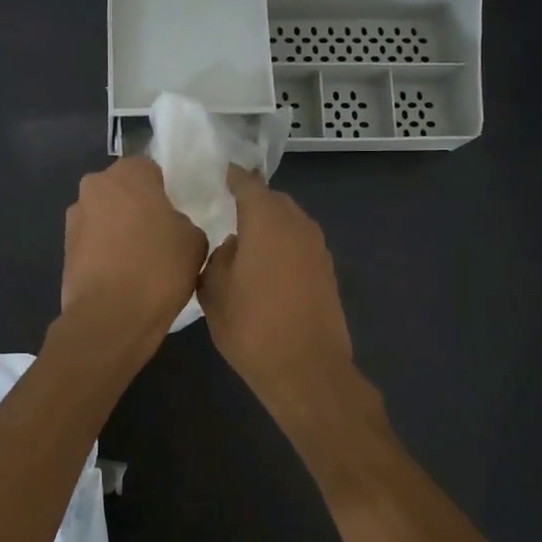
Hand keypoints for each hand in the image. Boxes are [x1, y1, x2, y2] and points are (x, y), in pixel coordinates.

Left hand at [61, 156, 206, 348]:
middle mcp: (95, 185)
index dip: (163, 190)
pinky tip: (121, 274)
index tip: (173, 213)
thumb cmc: (158, 268)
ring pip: (104, 214)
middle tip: (158, 234)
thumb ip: (183, 222)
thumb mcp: (195, 241)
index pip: (150, 168)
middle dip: (136, 205)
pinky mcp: (64, 247)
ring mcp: (75, 217)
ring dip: (117, 228)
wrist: (111, 317)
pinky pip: (92, 240)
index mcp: (129, 173)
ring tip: (138, 259)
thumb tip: (171, 226)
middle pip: (122, 189)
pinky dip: (104, 251)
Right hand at [198, 168, 354, 408]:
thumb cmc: (252, 329)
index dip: (233, 176)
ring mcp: (317, 248)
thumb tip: (233, 246)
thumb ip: (219, 259)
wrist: (307, 370)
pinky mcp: (327, 270)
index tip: (219, 172)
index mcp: (267, 222)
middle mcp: (297, 225)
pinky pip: (300, 243)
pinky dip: (284, 244)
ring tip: (246, 241)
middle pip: (273, 200)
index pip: (248, 184)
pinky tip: (267, 266)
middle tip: (228, 209)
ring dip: (270, 224)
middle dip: (253, 200)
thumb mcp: (215, 293)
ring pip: (290, 221)